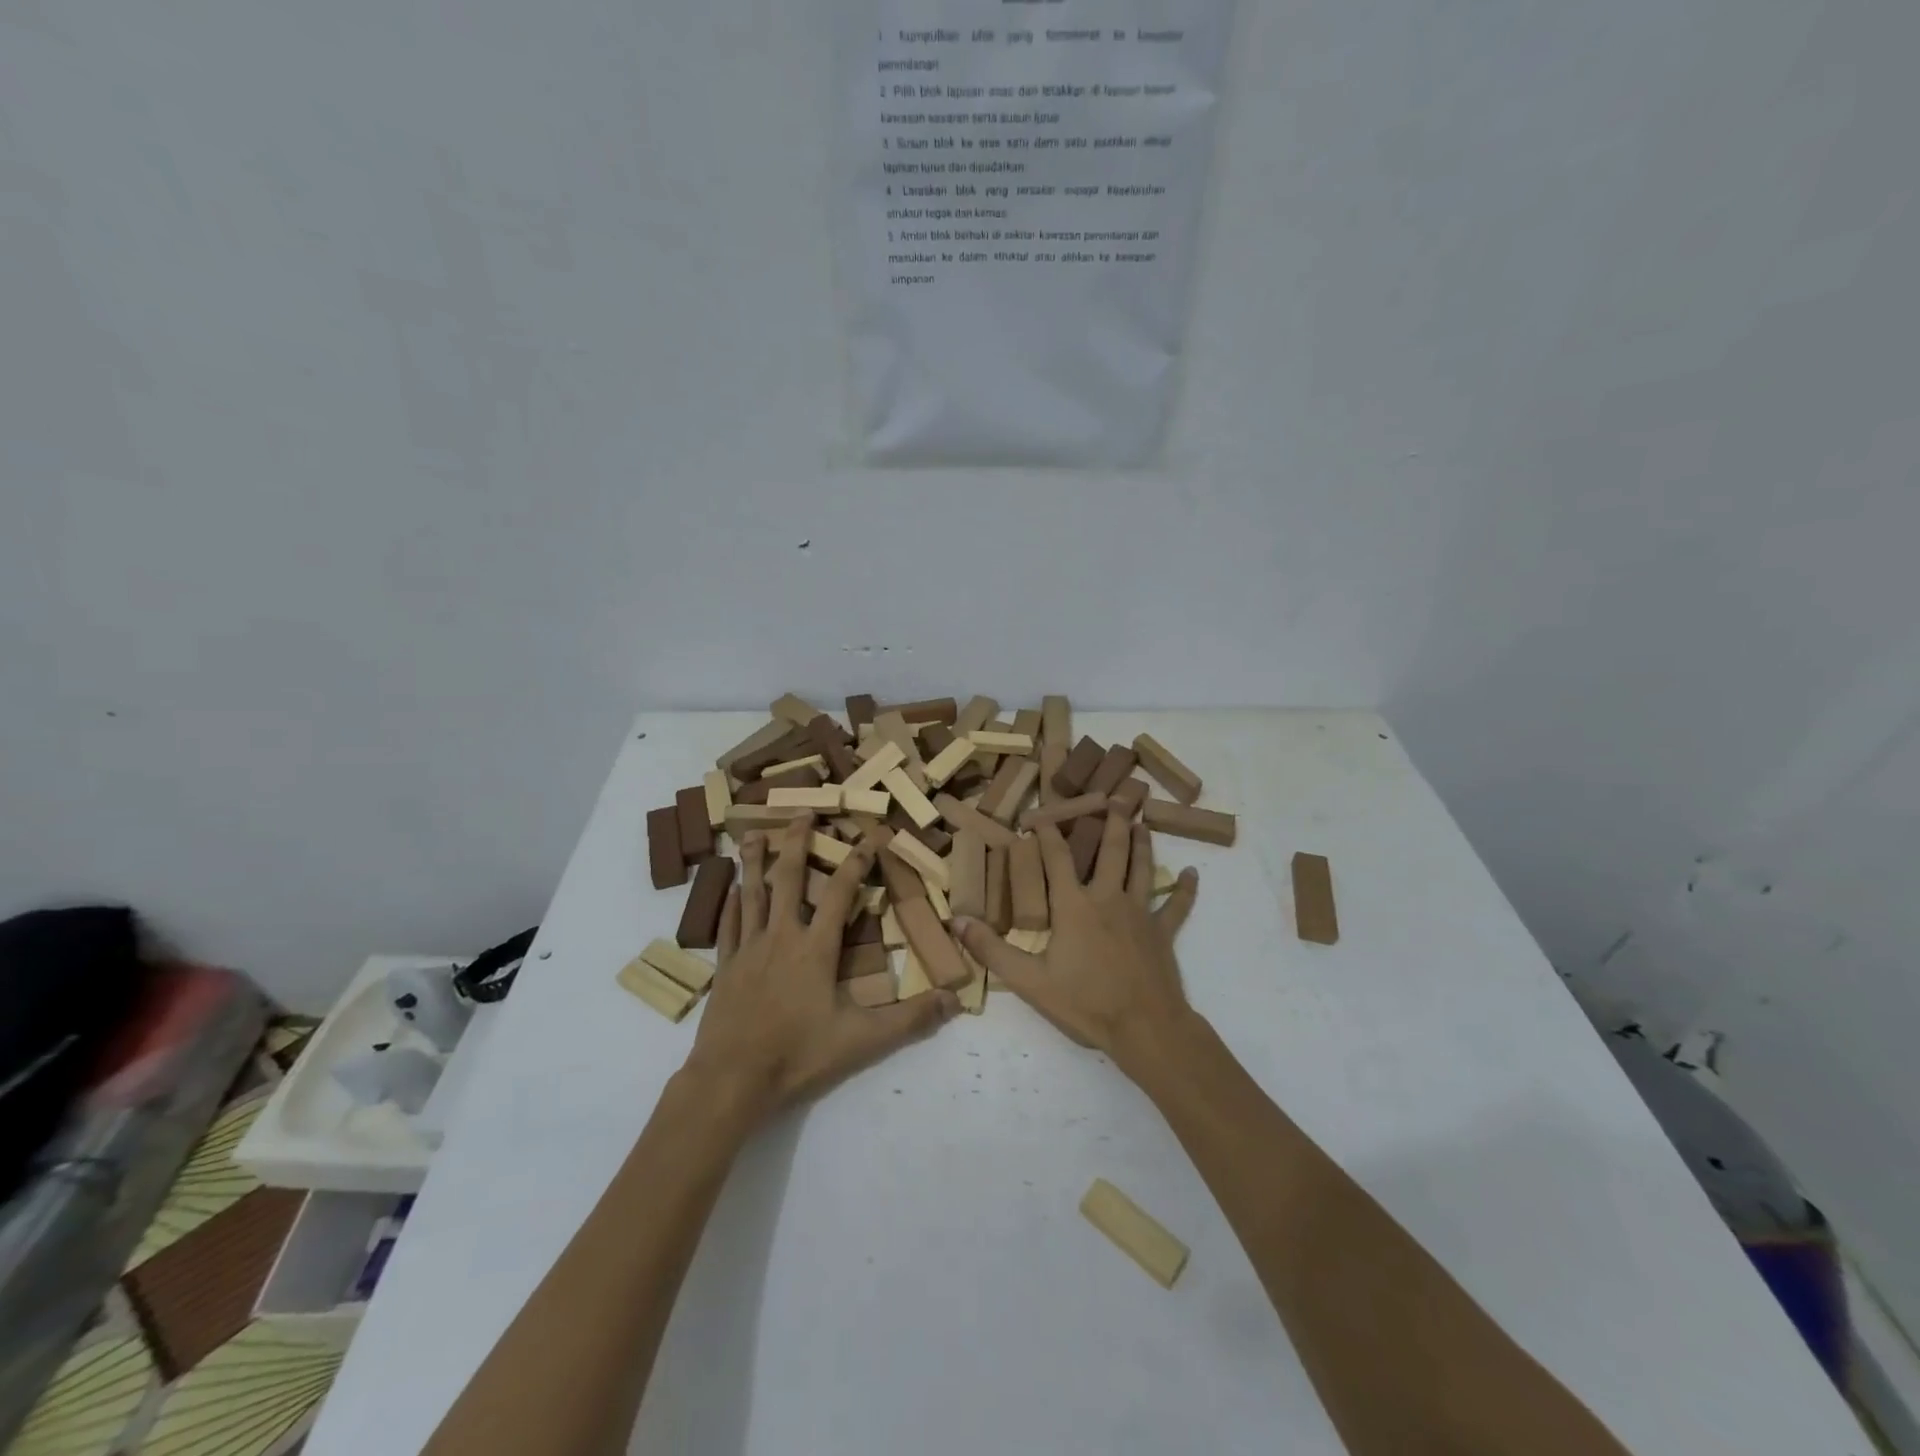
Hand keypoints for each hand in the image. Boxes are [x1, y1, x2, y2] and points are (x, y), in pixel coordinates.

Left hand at [681, 815, 959, 1120]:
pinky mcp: (726, 967)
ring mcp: (749, 950)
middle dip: (797, 842)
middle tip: (802, 812)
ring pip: (753, 893)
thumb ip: (910, 1019)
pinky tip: (732, 890)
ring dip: (755, 861)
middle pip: (789, 878)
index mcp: (815, 948)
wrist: (732, 1079)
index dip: (856, 862)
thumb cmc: (798, 1055)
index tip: (869, 837)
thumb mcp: (863, 1040)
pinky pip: (729, 926)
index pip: (840, 893)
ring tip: (752, 832)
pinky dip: (732, 904)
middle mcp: (782, 937)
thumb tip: (954, 999)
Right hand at [956, 810, 1198, 1068]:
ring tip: (1142, 820)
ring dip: (1142, 842)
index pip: (1058, 858)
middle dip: (1111, 821)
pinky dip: (1185, 888)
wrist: (1144, 1027)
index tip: (1040, 814)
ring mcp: (1140, 913)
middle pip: (1112, 850)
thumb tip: (957, 921)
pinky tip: (1193, 873)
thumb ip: (992, 950)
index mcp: (1074, 905)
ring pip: (1142, 867)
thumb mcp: (1029, 981)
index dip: (1048, 834)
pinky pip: (1177, 905)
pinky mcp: (1163, 932)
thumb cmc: (1085, 1002)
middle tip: (1116, 796)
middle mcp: (1109, 898)